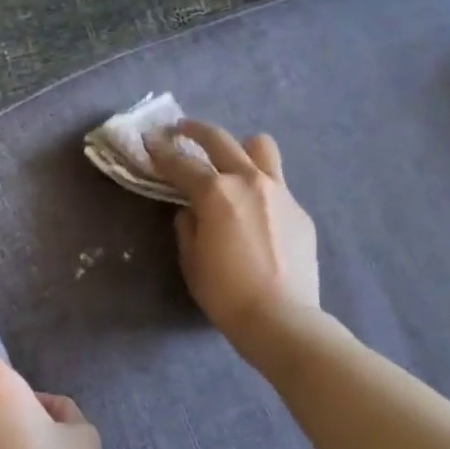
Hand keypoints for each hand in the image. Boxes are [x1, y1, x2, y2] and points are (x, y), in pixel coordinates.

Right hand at [145, 118, 322, 364]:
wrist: (282, 318)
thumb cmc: (225, 293)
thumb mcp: (191, 260)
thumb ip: (187, 226)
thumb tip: (191, 210)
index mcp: (216, 193)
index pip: (181, 163)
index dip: (161, 152)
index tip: (149, 142)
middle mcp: (249, 181)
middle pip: (220, 140)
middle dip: (195, 131)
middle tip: (180, 130)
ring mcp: (280, 192)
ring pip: (260, 147)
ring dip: (240, 148)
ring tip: (229, 162)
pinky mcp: (300, 210)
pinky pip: (277, 184)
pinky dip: (260, 186)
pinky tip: (254, 212)